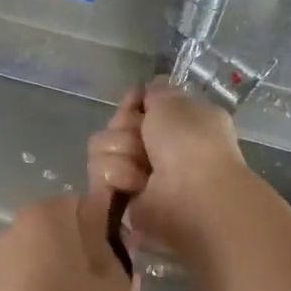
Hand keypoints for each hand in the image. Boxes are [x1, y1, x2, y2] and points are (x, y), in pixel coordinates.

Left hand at [0, 190, 134, 290]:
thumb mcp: (115, 285)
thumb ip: (114, 246)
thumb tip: (109, 225)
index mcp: (46, 215)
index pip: (87, 205)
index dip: (109, 232)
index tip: (121, 266)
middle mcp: (14, 228)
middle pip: (63, 231)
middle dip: (87, 255)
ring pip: (44, 258)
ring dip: (65, 275)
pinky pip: (25, 281)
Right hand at [87, 79, 247, 252]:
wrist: (191, 194)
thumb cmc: (191, 144)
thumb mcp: (177, 102)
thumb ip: (158, 91)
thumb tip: (148, 90)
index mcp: (177, 124)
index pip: (137, 105)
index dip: (133, 102)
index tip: (136, 103)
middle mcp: (156, 149)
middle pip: (116, 125)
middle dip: (126, 128)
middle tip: (145, 141)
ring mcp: (136, 175)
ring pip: (101, 148)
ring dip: (121, 153)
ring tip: (144, 170)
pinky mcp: (118, 199)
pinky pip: (99, 175)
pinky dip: (117, 176)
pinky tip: (135, 185)